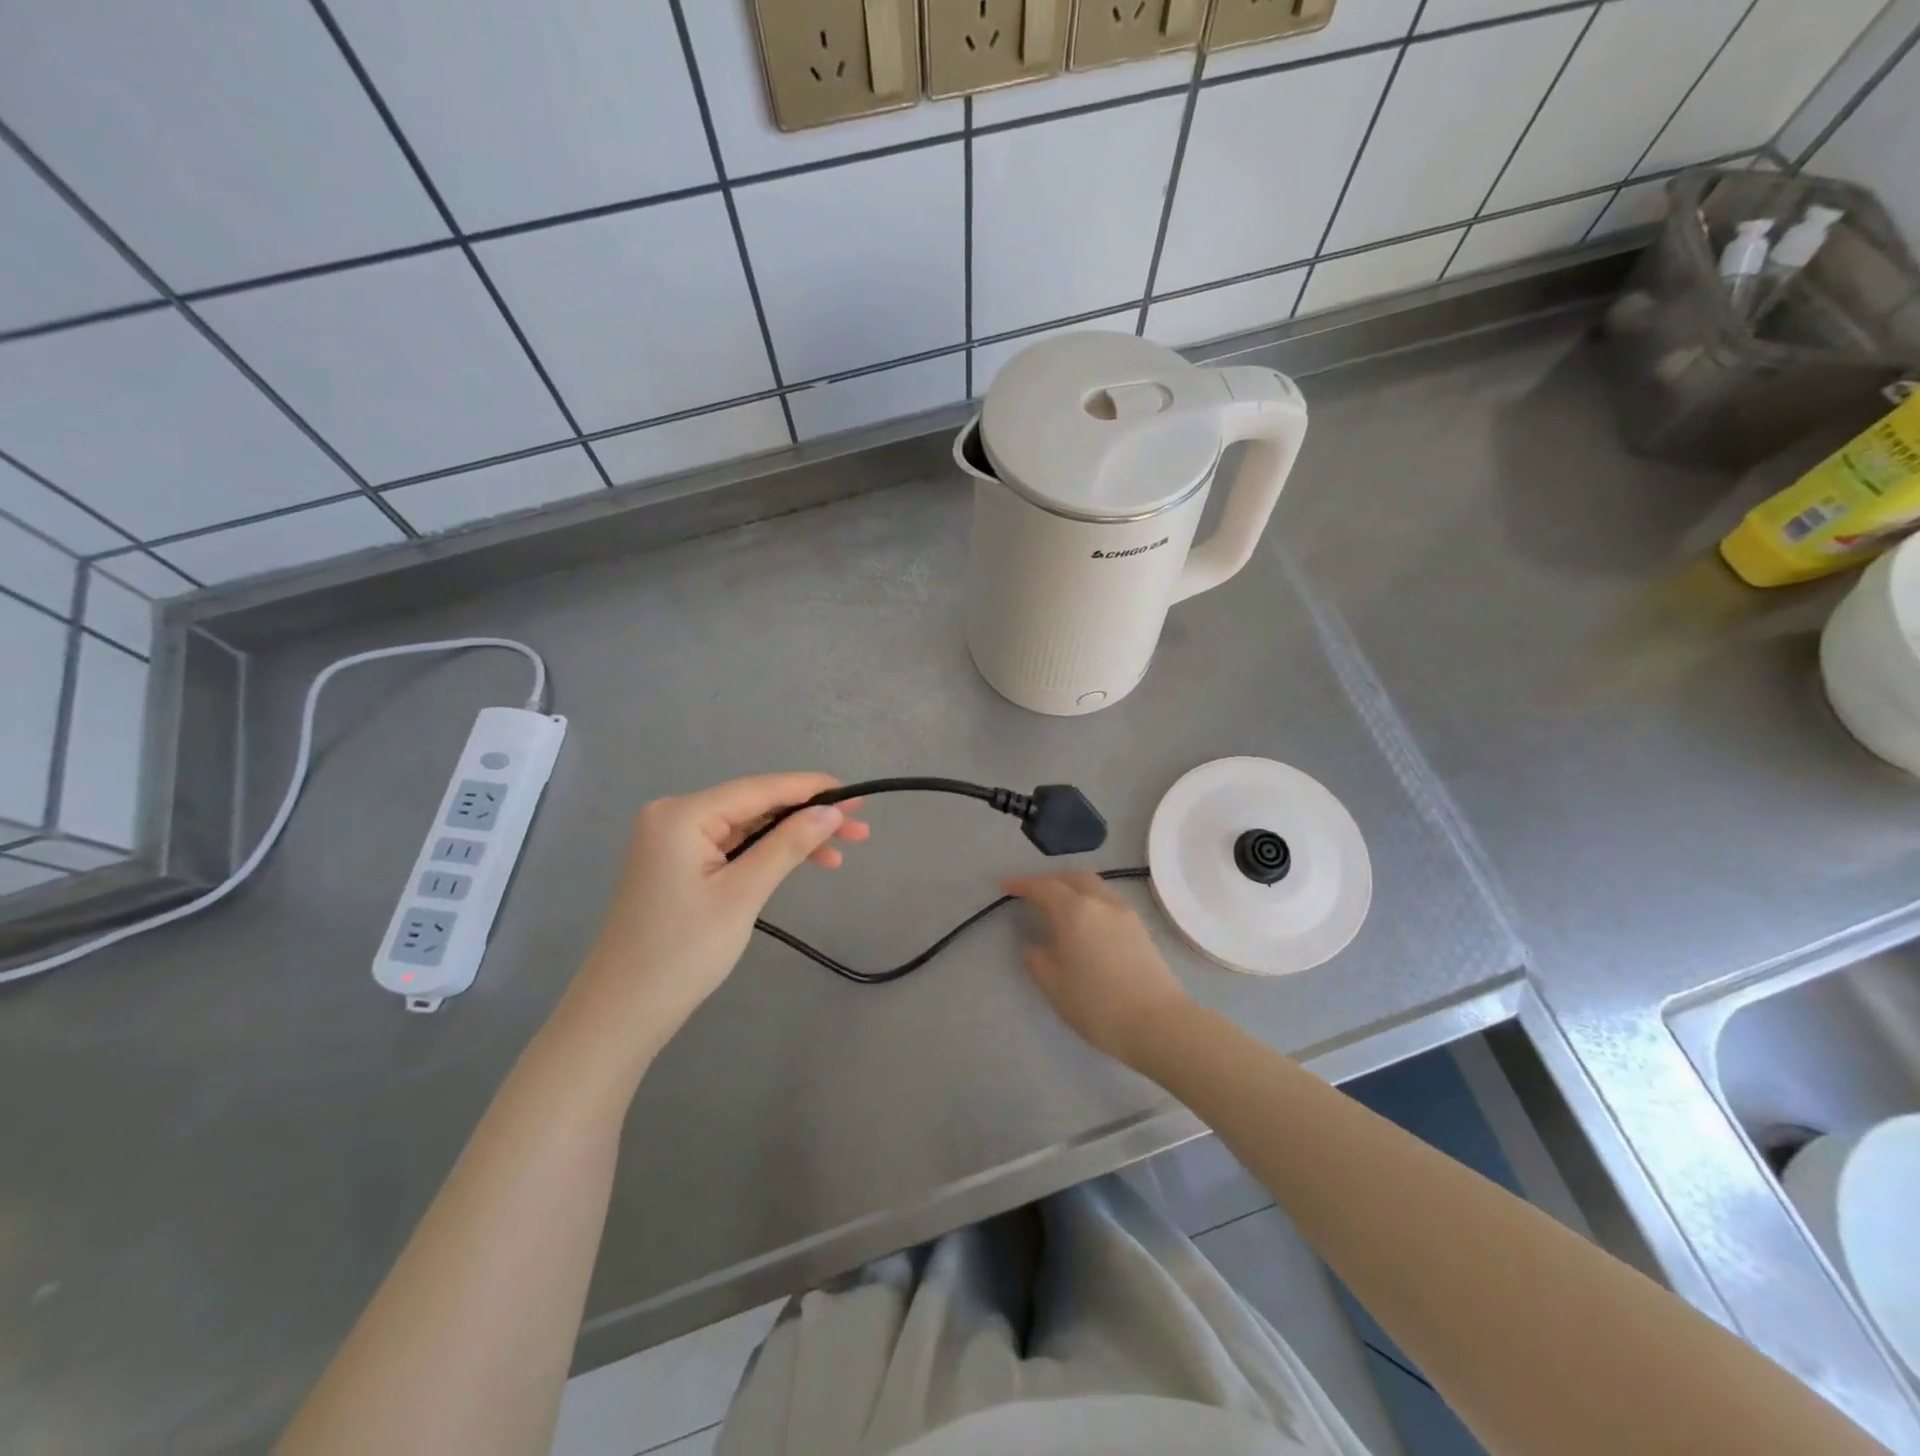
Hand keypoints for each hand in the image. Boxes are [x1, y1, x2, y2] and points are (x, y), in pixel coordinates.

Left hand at [574, 774, 868, 1042]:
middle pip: (755, 804)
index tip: (856, 796)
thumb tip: (832, 810)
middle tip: (859, 829)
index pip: (759, 789)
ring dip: (792, 836)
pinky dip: (766, 853)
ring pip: (747, 826)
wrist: (622, 1012)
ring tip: (841, 852)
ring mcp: (674, 840)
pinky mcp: (678, 864)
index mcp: (683, 814)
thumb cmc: (683, 952)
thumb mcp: (743, 895)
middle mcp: (675, 815)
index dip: (811, 789)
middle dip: (807, 816)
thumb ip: (788, 845)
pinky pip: (732, 846)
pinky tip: (801, 862)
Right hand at [1001, 872, 1190, 1065]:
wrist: (1158, 1024)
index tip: (1005, 885)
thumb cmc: (1098, 1006)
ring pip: (1095, 887)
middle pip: (1073, 878)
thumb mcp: (1055, 987)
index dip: (1022, 884)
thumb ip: (1038, 961)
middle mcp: (1101, 903)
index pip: (1044, 887)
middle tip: (1033, 893)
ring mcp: (1125, 914)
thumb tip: (1035, 947)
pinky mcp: (1140, 929)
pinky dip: (1091, 901)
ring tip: (1059, 906)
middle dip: (1050, 880)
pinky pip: (1109, 901)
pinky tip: (1086, 923)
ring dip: (1073, 888)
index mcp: (1075, 911)